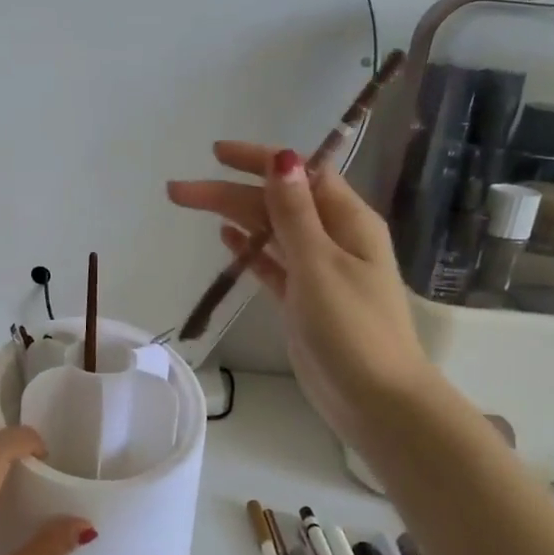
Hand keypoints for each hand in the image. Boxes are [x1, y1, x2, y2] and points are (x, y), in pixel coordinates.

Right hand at [168, 142, 431, 447]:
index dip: (260, 160)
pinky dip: (251, 249)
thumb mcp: (320, 265)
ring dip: (234, 217)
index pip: (301, 175)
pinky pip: (273, 264)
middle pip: (276, 203)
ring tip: (191, 205)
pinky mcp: (303, 301)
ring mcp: (318, 271)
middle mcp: (333, 239)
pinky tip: (226, 238)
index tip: (216, 153)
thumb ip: (295, 214)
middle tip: (178, 191)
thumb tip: (283, 158)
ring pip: (270, 232)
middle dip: (230, 192)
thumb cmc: (353, 329)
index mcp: (347, 222)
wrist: (375, 401)